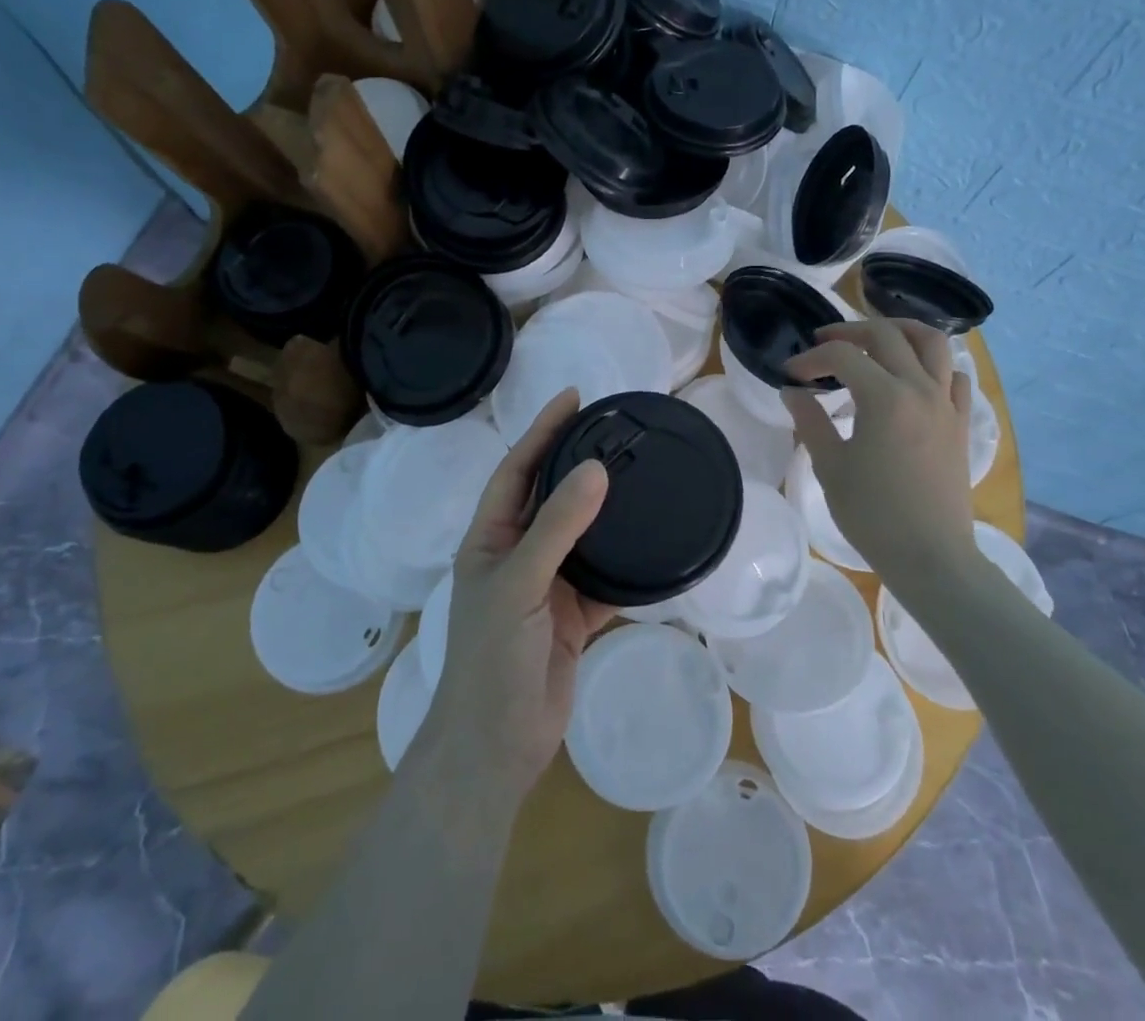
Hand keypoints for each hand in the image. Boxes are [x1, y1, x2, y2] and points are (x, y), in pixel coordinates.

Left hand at [414, 389, 614, 803]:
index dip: (542, 431)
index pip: (517, 469)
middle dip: (578, 462)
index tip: (574, 398)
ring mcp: (546, 586)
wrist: (496, 747)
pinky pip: (605, 579)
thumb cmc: (491, 658)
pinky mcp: (572, 616)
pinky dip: (627, 565)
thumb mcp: (518, 583)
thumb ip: (557, 528)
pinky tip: (654, 546)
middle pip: (551, 496)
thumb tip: (596, 470)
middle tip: (617, 431)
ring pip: (581, 536)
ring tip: (639, 476)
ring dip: (607, 510)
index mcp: (490, 538)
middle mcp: (518, 554)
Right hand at [782, 317, 977, 572]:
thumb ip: (810, 421)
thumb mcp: (830, 467)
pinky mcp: (960, 423)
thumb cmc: (874, 516)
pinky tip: (914, 376)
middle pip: (887, 335)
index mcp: (885, 397)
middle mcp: (921, 389)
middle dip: (849, 331)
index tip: (791, 374)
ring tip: (875, 338)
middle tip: (823, 344)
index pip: (843, 356)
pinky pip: (955, 376)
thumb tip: (793, 391)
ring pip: (932, 343)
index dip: (812, 358)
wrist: (931, 557)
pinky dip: (934, 364)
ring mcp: (947, 404)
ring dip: (900, 330)